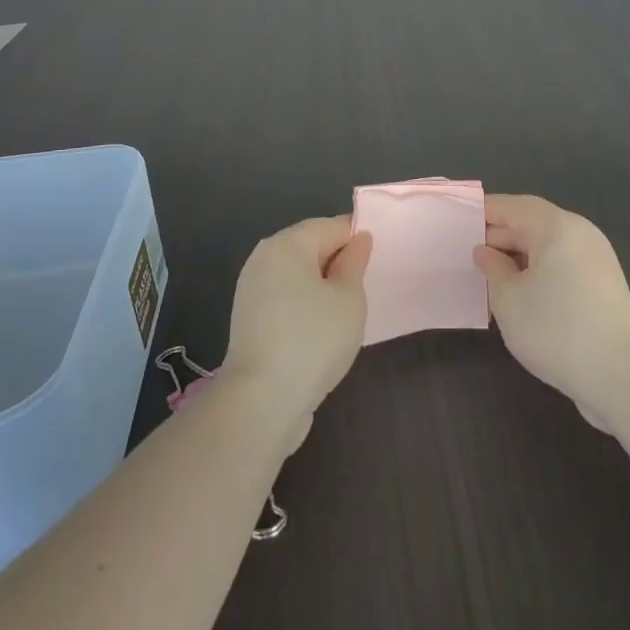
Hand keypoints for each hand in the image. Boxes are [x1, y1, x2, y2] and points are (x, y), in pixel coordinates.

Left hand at [222, 216, 371, 448]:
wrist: (261, 402)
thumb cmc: (313, 340)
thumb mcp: (348, 298)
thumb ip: (355, 263)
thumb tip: (357, 239)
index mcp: (285, 245)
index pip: (330, 226)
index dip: (357, 239)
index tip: (379, 261)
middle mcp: (263, 259)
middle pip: (311, 248)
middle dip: (339, 263)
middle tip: (368, 287)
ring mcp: (252, 291)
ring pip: (298, 277)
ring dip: (323, 288)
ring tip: (349, 311)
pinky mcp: (250, 321)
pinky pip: (286, 300)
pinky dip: (306, 307)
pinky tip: (324, 330)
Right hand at [474, 195, 629, 431]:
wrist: (621, 376)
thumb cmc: (556, 328)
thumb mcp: (508, 298)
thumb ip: (492, 268)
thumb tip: (486, 252)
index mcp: (557, 226)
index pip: (513, 206)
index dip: (484, 212)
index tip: (456, 223)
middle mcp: (580, 234)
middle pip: (532, 224)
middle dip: (499, 238)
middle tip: (466, 256)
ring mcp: (596, 260)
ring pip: (547, 248)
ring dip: (517, 259)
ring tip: (488, 279)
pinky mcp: (603, 286)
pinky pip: (561, 267)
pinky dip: (538, 273)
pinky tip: (518, 297)